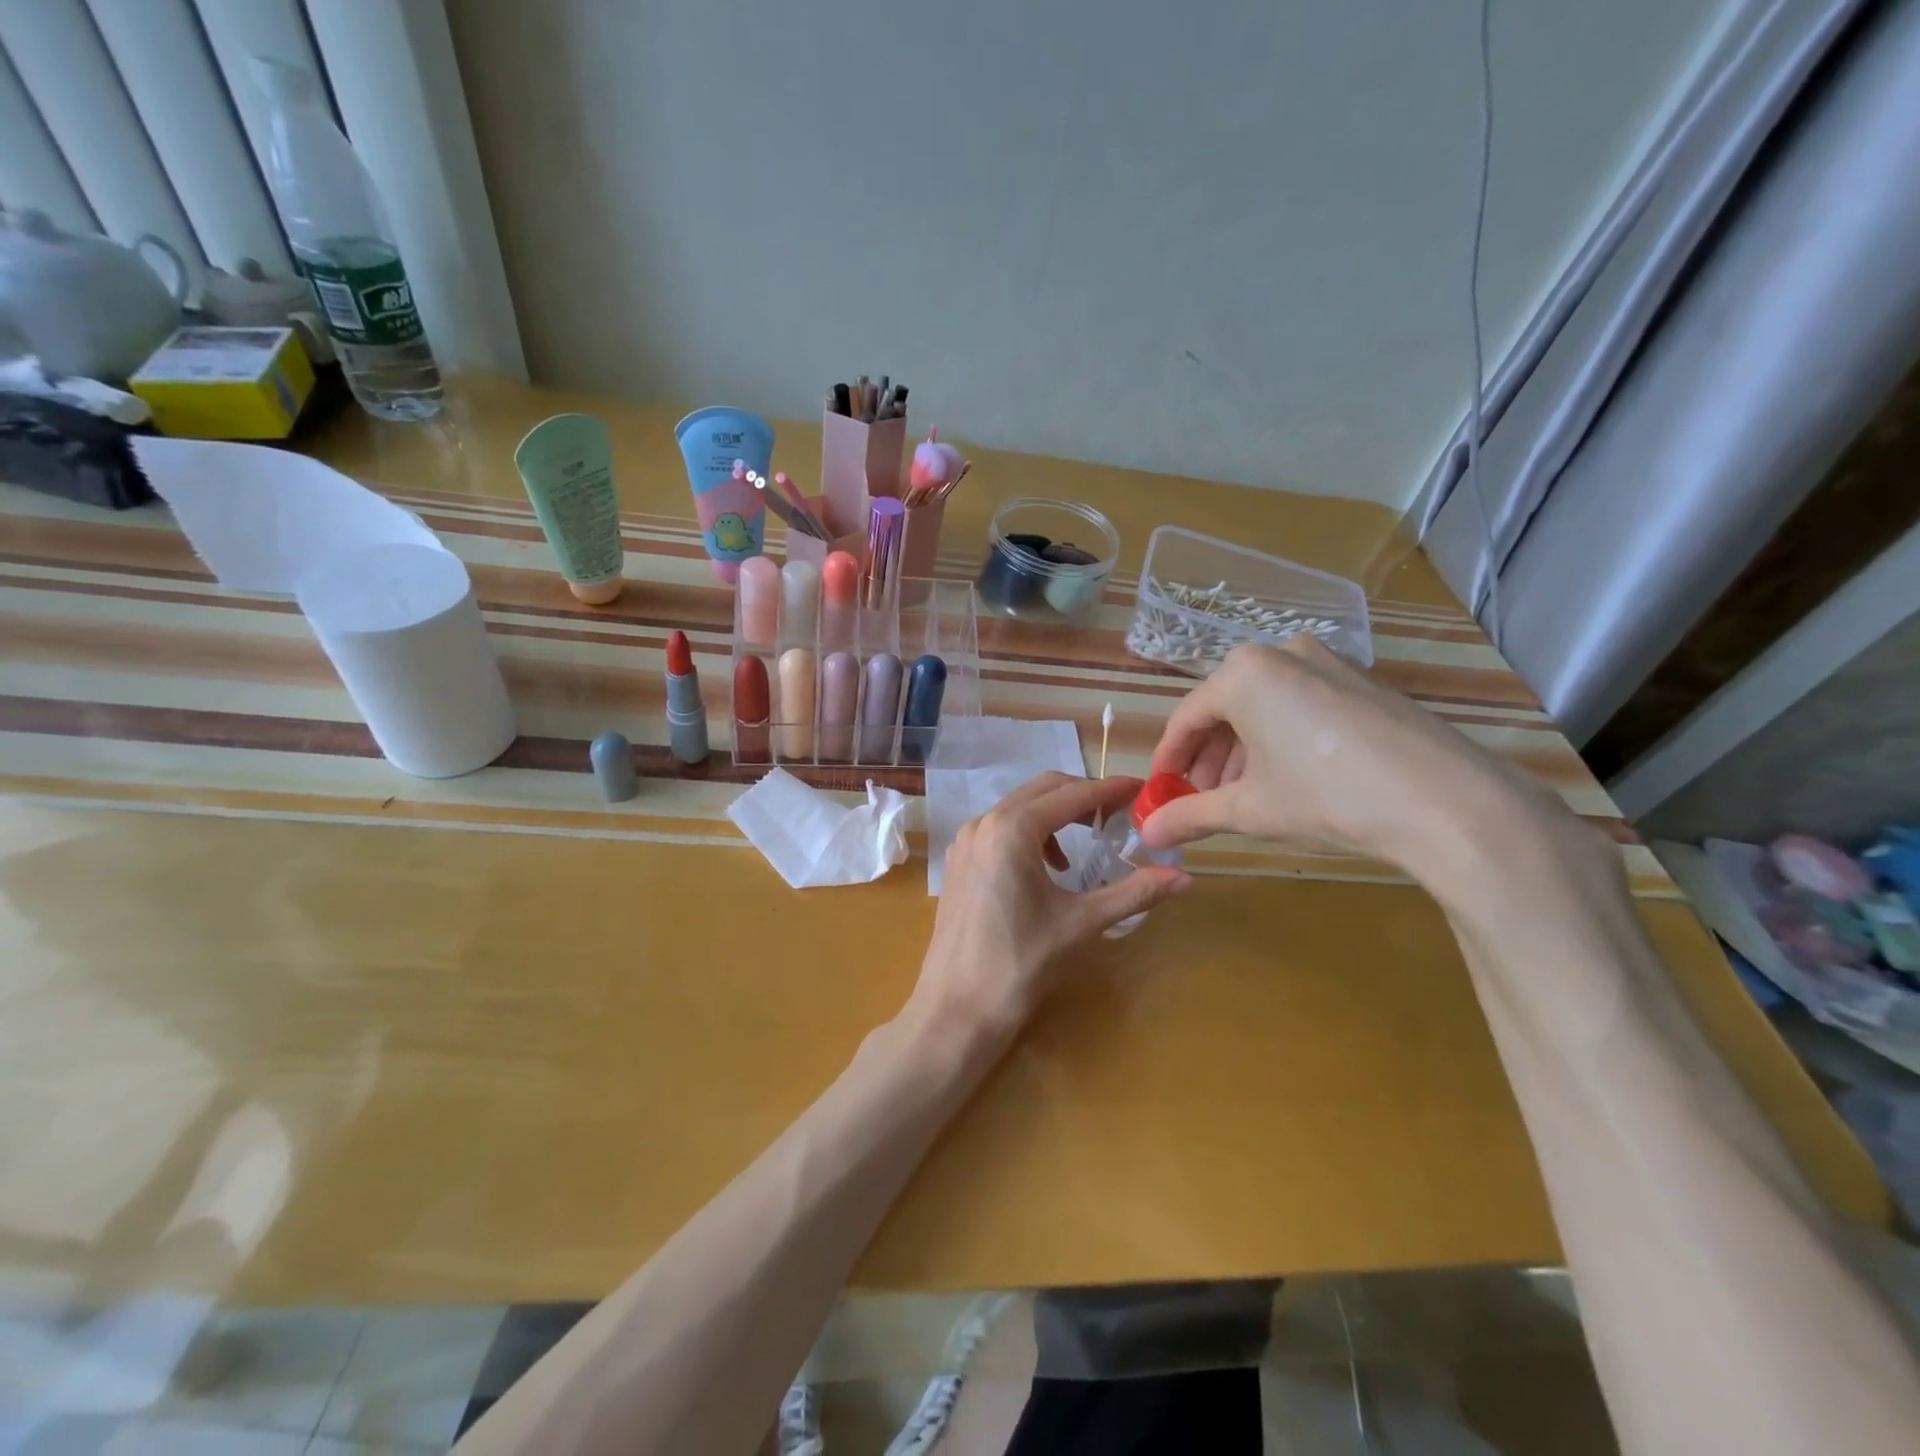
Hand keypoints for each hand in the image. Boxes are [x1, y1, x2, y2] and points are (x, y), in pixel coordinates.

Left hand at [911, 772, 1190, 1041]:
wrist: (956, 1009)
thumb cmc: (1020, 963)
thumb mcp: (1081, 923)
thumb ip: (1133, 893)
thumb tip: (1185, 878)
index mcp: (1012, 828)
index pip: (1071, 794)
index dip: (1110, 790)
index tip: (1142, 790)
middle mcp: (983, 822)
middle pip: (1042, 790)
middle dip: (1083, 796)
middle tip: (1119, 813)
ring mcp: (965, 841)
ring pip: (1018, 807)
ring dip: (1055, 814)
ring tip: (1085, 842)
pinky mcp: (958, 862)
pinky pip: (999, 829)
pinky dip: (1029, 832)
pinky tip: (1047, 868)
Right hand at [1140, 640, 1563, 880]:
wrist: (1448, 803)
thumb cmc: (1327, 797)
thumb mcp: (1250, 810)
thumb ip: (1191, 817)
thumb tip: (1147, 835)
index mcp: (1243, 673)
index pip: (1186, 718)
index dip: (1168, 760)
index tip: (1161, 793)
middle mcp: (1282, 654)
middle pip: (1225, 710)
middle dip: (1208, 760)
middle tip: (1202, 802)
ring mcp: (1329, 663)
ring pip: (1264, 708)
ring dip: (1244, 753)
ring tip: (1245, 799)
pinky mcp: (1363, 682)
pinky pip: (1301, 706)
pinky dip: (1282, 741)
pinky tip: (1290, 781)